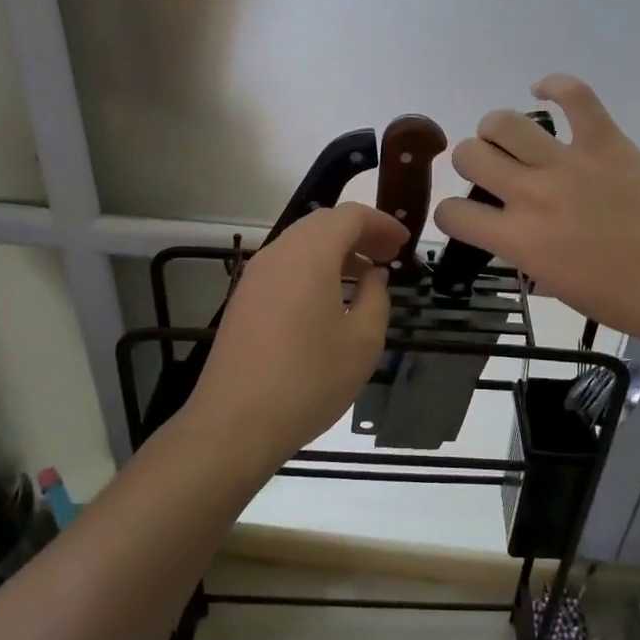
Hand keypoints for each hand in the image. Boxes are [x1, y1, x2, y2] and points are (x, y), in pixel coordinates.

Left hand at [192, 202, 408, 465]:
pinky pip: (285, 266)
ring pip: (301, 244)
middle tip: (388, 256)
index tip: (405, 243)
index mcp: (309, 255)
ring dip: (336, 251)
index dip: (381, 224)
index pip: (349, 216)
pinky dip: (313, 268)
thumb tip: (373, 276)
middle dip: (359, 233)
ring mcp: (255, 276)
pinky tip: (330, 299)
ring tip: (364, 277)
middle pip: (322, 224)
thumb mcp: (362, 342)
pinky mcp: (244, 299)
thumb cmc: (308, 381)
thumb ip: (376, 298)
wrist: (235, 424)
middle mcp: (278, 253)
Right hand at [433, 75, 639, 361]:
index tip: (466, 216)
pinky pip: (574, 96)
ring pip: (504, 122)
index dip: (450, 214)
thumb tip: (514, 235)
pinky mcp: (606, 142)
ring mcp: (569, 164)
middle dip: (471, 163)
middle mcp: (533, 195)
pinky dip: (555, 86)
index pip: (452, 213)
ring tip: (513, 140)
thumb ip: (524, 254)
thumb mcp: (556, 287)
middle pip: (469, 155)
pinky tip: (545, 92)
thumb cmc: (623, 300)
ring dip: (498, 130)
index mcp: (519, 240)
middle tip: (493, 174)